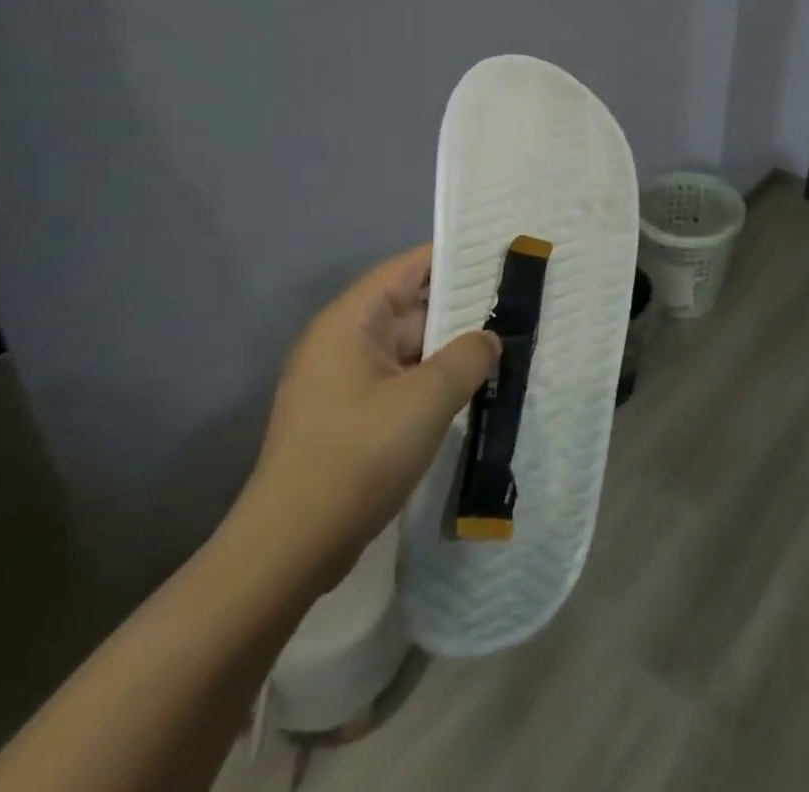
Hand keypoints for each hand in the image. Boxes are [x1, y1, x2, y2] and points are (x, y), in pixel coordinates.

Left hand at [241, 247, 499, 586]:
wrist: (290, 550)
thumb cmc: (358, 456)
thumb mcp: (427, 398)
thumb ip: (469, 356)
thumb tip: (489, 339)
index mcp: (351, 321)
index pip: (409, 267)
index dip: (456, 258)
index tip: (503, 257)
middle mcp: (343, 342)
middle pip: (413, 307)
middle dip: (463, 308)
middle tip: (519, 305)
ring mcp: (345, 382)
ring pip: (412, 349)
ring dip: (453, 350)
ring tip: (508, 345)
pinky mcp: (351, 418)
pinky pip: (403, 382)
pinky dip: (436, 381)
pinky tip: (475, 390)